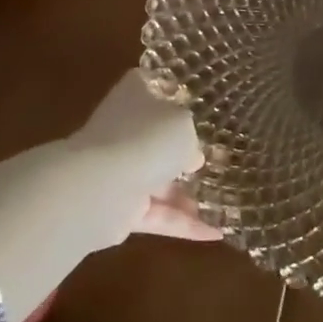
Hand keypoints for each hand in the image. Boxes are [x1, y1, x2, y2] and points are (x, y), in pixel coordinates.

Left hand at [65, 70, 221, 245]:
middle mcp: (125, 129)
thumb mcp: (184, 126)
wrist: (100, 186)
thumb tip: (191, 157)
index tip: (195, 103)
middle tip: (216, 161)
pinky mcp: (121, 208)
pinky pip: (158, 214)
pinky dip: (184, 224)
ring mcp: (120, 169)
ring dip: (186, 194)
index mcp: (136, 96)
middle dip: (183, 152)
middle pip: (157, 138)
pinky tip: (215, 234)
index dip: (172, 94)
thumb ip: (191, 139)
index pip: (152, 87)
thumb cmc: (146, 138)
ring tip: (222, 203)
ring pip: (158, 180)